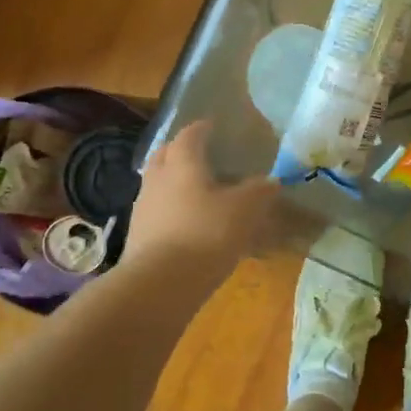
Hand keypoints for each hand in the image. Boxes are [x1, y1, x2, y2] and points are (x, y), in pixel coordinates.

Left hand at [124, 121, 283, 273]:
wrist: (159, 284)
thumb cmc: (205, 234)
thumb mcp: (244, 211)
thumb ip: (258, 192)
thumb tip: (271, 181)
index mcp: (182, 163)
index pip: (190, 134)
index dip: (203, 128)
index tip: (215, 127)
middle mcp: (158, 178)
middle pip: (166, 154)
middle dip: (182, 150)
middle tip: (203, 154)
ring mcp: (144, 208)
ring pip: (159, 183)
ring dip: (175, 181)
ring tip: (199, 191)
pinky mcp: (139, 235)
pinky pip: (158, 211)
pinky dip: (172, 209)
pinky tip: (189, 223)